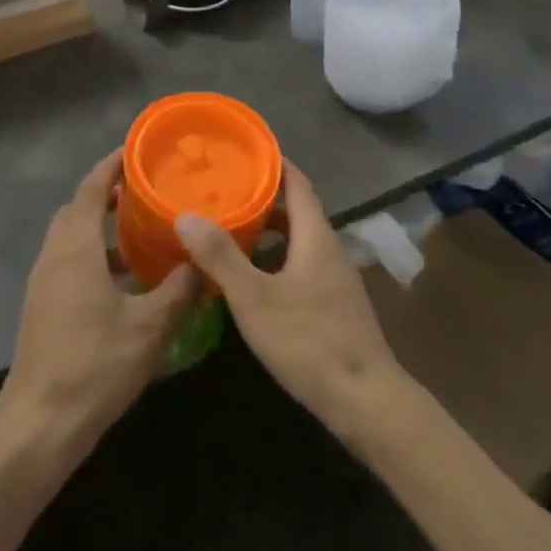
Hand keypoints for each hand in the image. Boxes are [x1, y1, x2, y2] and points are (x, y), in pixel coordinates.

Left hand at [0, 152, 198, 449]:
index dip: (112, 165)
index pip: (91, 188)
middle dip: (108, 192)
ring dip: (101, 225)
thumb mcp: (149, 326)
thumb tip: (202, 264)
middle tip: (146, 187)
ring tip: (141, 228)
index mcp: (75, 247)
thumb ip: (179, 289)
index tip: (138, 150)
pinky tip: (127, 280)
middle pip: (77, 208)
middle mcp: (54, 256)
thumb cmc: (94, 365)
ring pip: (72, 237)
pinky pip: (70, 262)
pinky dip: (95, 254)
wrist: (39, 425)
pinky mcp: (43, 307)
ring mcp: (44, 283)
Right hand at [176, 164, 408, 436]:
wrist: (364, 399)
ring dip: (267, 229)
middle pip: (296, 209)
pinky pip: (300, 262)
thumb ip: (221, 257)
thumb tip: (186, 216)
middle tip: (222, 190)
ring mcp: (334, 277)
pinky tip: (250, 276)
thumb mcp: (255, 298)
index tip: (241, 151)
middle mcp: (329, 248)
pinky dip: (275, 256)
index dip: (272, 163)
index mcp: (316, 235)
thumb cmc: (309, 341)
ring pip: (297, 239)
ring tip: (228, 228)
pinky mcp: (333, 303)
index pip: (297, 182)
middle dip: (261, 197)